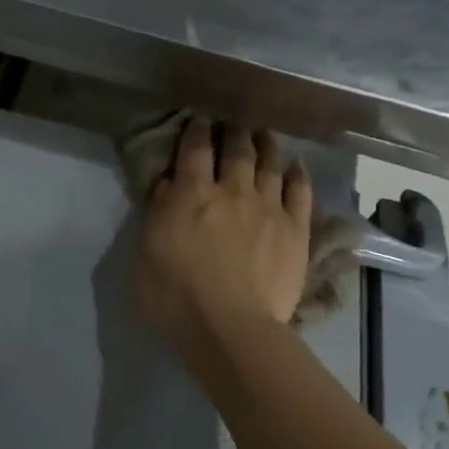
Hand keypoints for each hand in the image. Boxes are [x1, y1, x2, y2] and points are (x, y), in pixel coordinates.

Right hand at [137, 119, 311, 361]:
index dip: (197, 130)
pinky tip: (297, 166)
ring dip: (266, 145)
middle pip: (237, 149)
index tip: (199, 121)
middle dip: (234, 132)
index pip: (195, 148)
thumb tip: (169, 184)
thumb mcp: (147, 251)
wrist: (231, 327)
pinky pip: (300, 192)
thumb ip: (158, 212)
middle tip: (234, 125)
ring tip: (264, 135)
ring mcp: (268, 207)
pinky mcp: (295, 229)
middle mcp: (232, 190)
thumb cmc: (177, 296)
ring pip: (270, 163)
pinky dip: (298, 175)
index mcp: (192, 193)